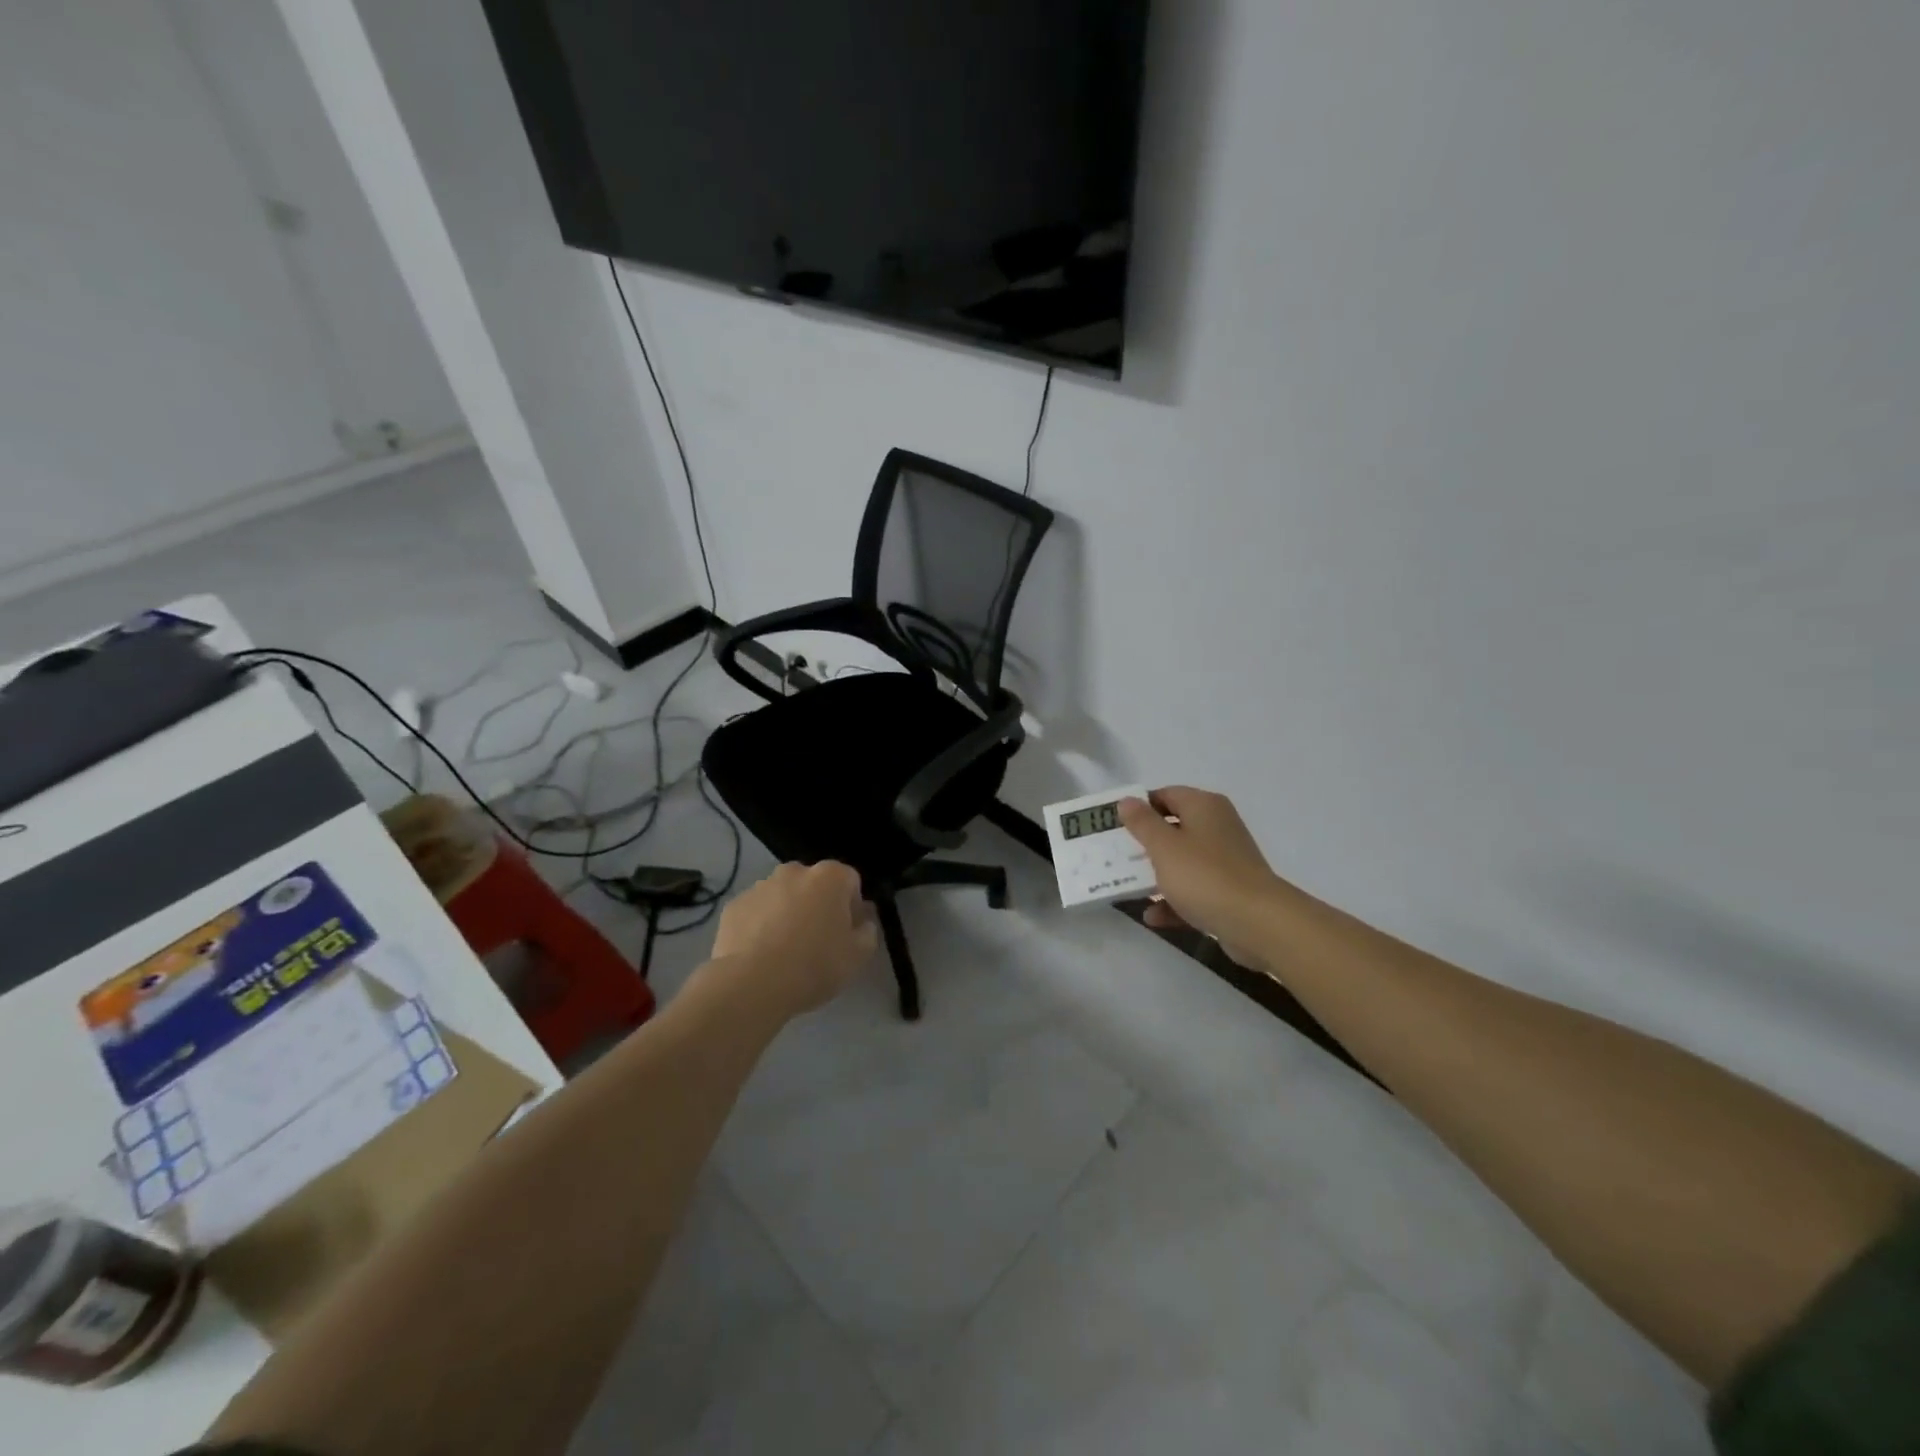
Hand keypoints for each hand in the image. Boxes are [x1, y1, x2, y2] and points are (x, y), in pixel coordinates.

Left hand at [708, 861, 878, 1015]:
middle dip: (818, 905)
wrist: (752, 984)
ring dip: (788, 913)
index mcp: (830, 877)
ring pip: (783, 896)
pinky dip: (760, 925)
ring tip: (784, 952)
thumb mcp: (858, 955)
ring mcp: (760, 886)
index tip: (847, 933)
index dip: (852, 907)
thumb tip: (863, 919)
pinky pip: (756, 912)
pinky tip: (760, 955)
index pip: (850, 881)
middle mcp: (795, 871)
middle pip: (814, 885)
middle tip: (817, 942)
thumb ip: (868, 931)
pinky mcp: (734, 905)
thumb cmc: (814, 965)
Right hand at [1119, 788, 1282, 968]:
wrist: (1258, 924)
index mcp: (1204, 807)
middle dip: (1144, 844)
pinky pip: (1195, 890)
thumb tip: (1127, 800)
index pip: (1165, 795)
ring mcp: (1226, 861)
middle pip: (1173, 829)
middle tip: (1116, 856)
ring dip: (1157, 875)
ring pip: (1183, 862)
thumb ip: (1142, 822)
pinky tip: (1153, 917)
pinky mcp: (1230, 891)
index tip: (1114, 826)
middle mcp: (1217, 827)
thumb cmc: (1204, 876)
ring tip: (1128, 888)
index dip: (1139, 808)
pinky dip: (1174, 900)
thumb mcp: (1163, 846)